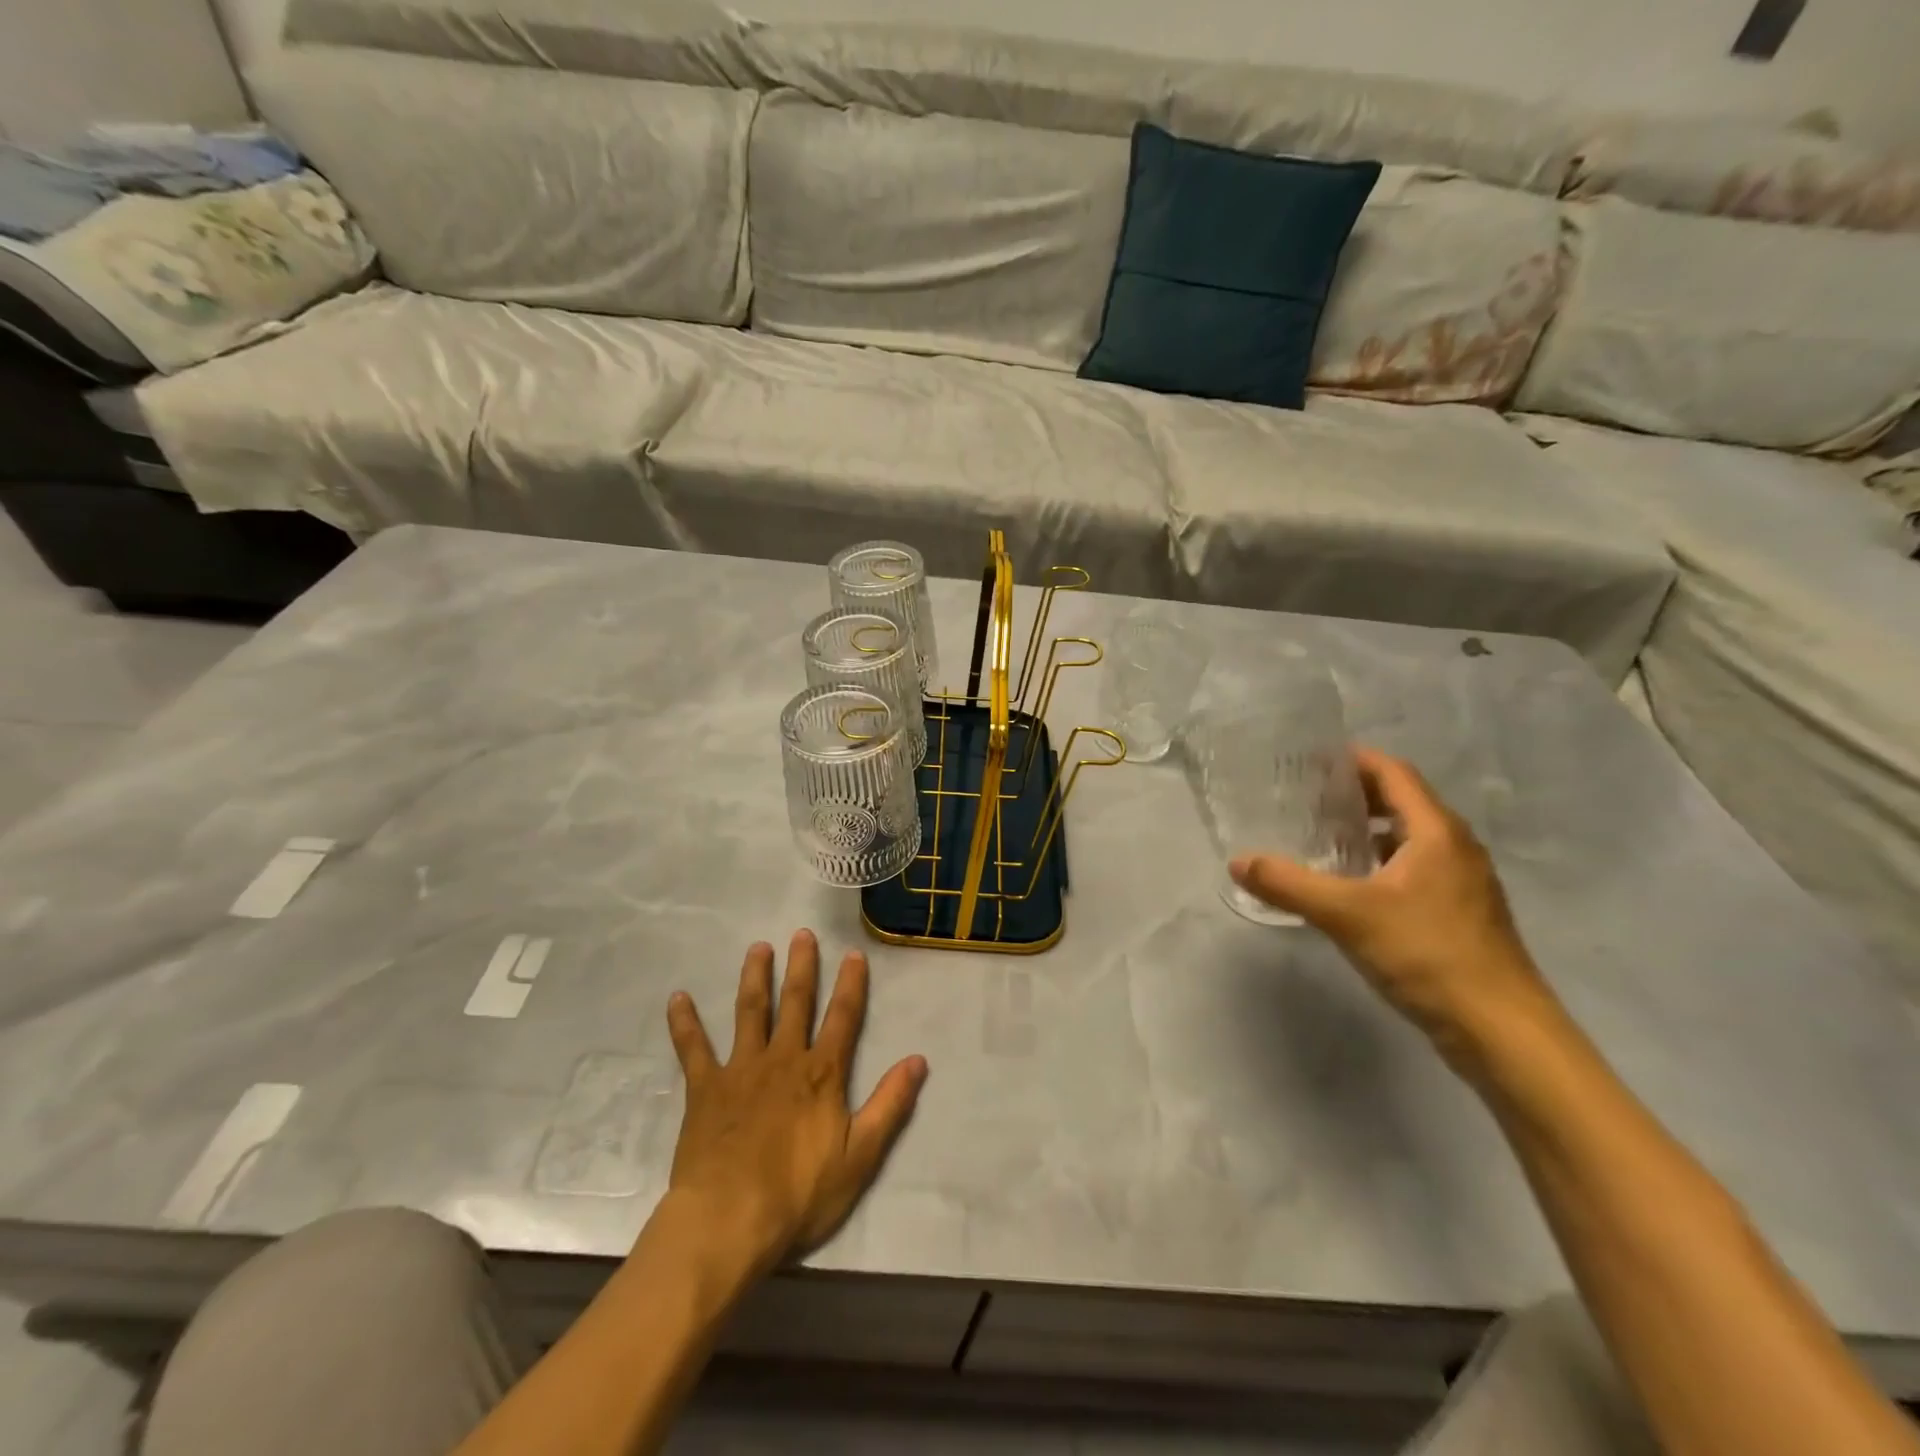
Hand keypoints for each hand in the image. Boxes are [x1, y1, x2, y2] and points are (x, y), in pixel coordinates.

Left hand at [665, 930, 927, 1275]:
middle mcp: (783, 1059)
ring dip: (754, 978)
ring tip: (758, 948)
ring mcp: (741, 1069)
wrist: (729, 1221)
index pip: (843, 1018)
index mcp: (821, 1073)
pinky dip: (684, 1023)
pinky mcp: (705, 1089)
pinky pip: (693, 1049)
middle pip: (795, 1002)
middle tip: (801, 933)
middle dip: (801, 967)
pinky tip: (677, 998)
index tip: (853, 953)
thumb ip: (890, 1104)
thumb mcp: (860, 1155)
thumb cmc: (799, 1194)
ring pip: (750, 1012)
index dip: (850, 984)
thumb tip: (918, 1060)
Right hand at [1229, 748, 1555, 1065]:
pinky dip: (1382, 863)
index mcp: (1437, 833)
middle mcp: (1456, 848)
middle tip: (1306, 797)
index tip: (1312, 760)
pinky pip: (1416, 870)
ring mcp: (1463, 884)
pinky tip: (1351, 886)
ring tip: (1322, 837)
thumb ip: (1288, 884)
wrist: (1502, 1031)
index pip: (1395, 774)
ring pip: (1411, 839)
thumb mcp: (1347, 915)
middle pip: (1404, 802)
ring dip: (1370, 831)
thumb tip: (1237, 862)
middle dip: (1357, 795)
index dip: (1356, 761)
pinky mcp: (1461, 915)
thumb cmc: (1428, 955)